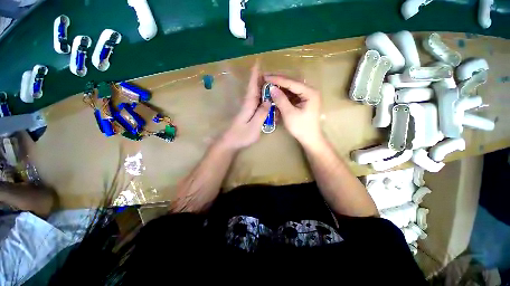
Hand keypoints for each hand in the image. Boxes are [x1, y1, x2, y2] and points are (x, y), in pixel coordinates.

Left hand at [220, 63, 270, 150]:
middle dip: (259, 78)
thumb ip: (261, 113)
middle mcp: (247, 104)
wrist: (230, 143)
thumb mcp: (254, 126)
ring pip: (254, 94)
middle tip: (267, 69)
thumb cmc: (241, 136)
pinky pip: (255, 102)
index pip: (252, 87)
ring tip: (267, 79)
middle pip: (253, 88)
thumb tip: (268, 100)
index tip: (257, 63)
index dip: (255, 75)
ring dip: (260, 86)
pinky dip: (259, 96)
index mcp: (248, 105)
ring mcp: (247, 109)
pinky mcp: (247, 114)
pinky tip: (264, 97)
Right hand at [265, 75, 322, 146]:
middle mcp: (310, 91)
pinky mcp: (303, 101)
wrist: (310, 138)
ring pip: (291, 88)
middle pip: (292, 82)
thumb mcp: (289, 114)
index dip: (278, 79)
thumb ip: (281, 100)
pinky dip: (283, 94)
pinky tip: (276, 93)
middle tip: (266, 77)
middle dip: (279, 80)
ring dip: (281, 87)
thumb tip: (272, 88)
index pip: (291, 82)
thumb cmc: (301, 127)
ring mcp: (307, 96)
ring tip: (269, 84)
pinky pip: (292, 94)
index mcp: (310, 92)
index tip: (266, 76)